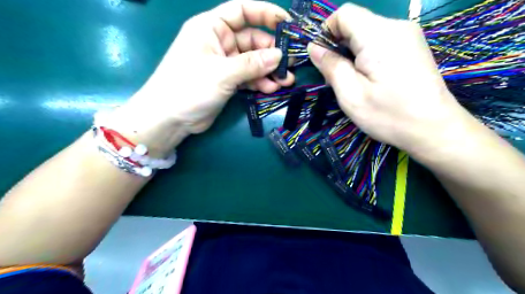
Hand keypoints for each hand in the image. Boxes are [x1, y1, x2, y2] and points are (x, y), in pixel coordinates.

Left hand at [109, 0, 293, 153]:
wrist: (169, 118)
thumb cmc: (189, 87)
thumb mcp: (223, 73)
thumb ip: (252, 64)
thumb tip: (279, 55)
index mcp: (211, 27)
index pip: (242, 11)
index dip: (265, 13)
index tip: (287, 24)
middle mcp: (219, 42)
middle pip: (252, 40)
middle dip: (271, 52)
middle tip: (290, 64)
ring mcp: (223, 63)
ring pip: (252, 62)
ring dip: (268, 71)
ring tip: (285, 81)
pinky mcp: (226, 81)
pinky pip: (247, 77)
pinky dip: (259, 82)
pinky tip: (270, 89)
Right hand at [309, 3, 466, 153]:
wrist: (434, 129)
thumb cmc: (388, 115)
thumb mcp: (350, 95)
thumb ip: (330, 66)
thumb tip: (313, 47)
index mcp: (379, 35)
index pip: (344, 13)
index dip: (326, 31)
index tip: (322, 58)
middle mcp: (396, 27)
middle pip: (355, 23)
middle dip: (338, 46)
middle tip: (335, 78)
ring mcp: (408, 36)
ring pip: (366, 33)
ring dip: (351, 54)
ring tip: (352, 82)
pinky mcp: (412, 47)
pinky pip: (380, 42)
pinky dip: (366, 56)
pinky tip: (368, 79)